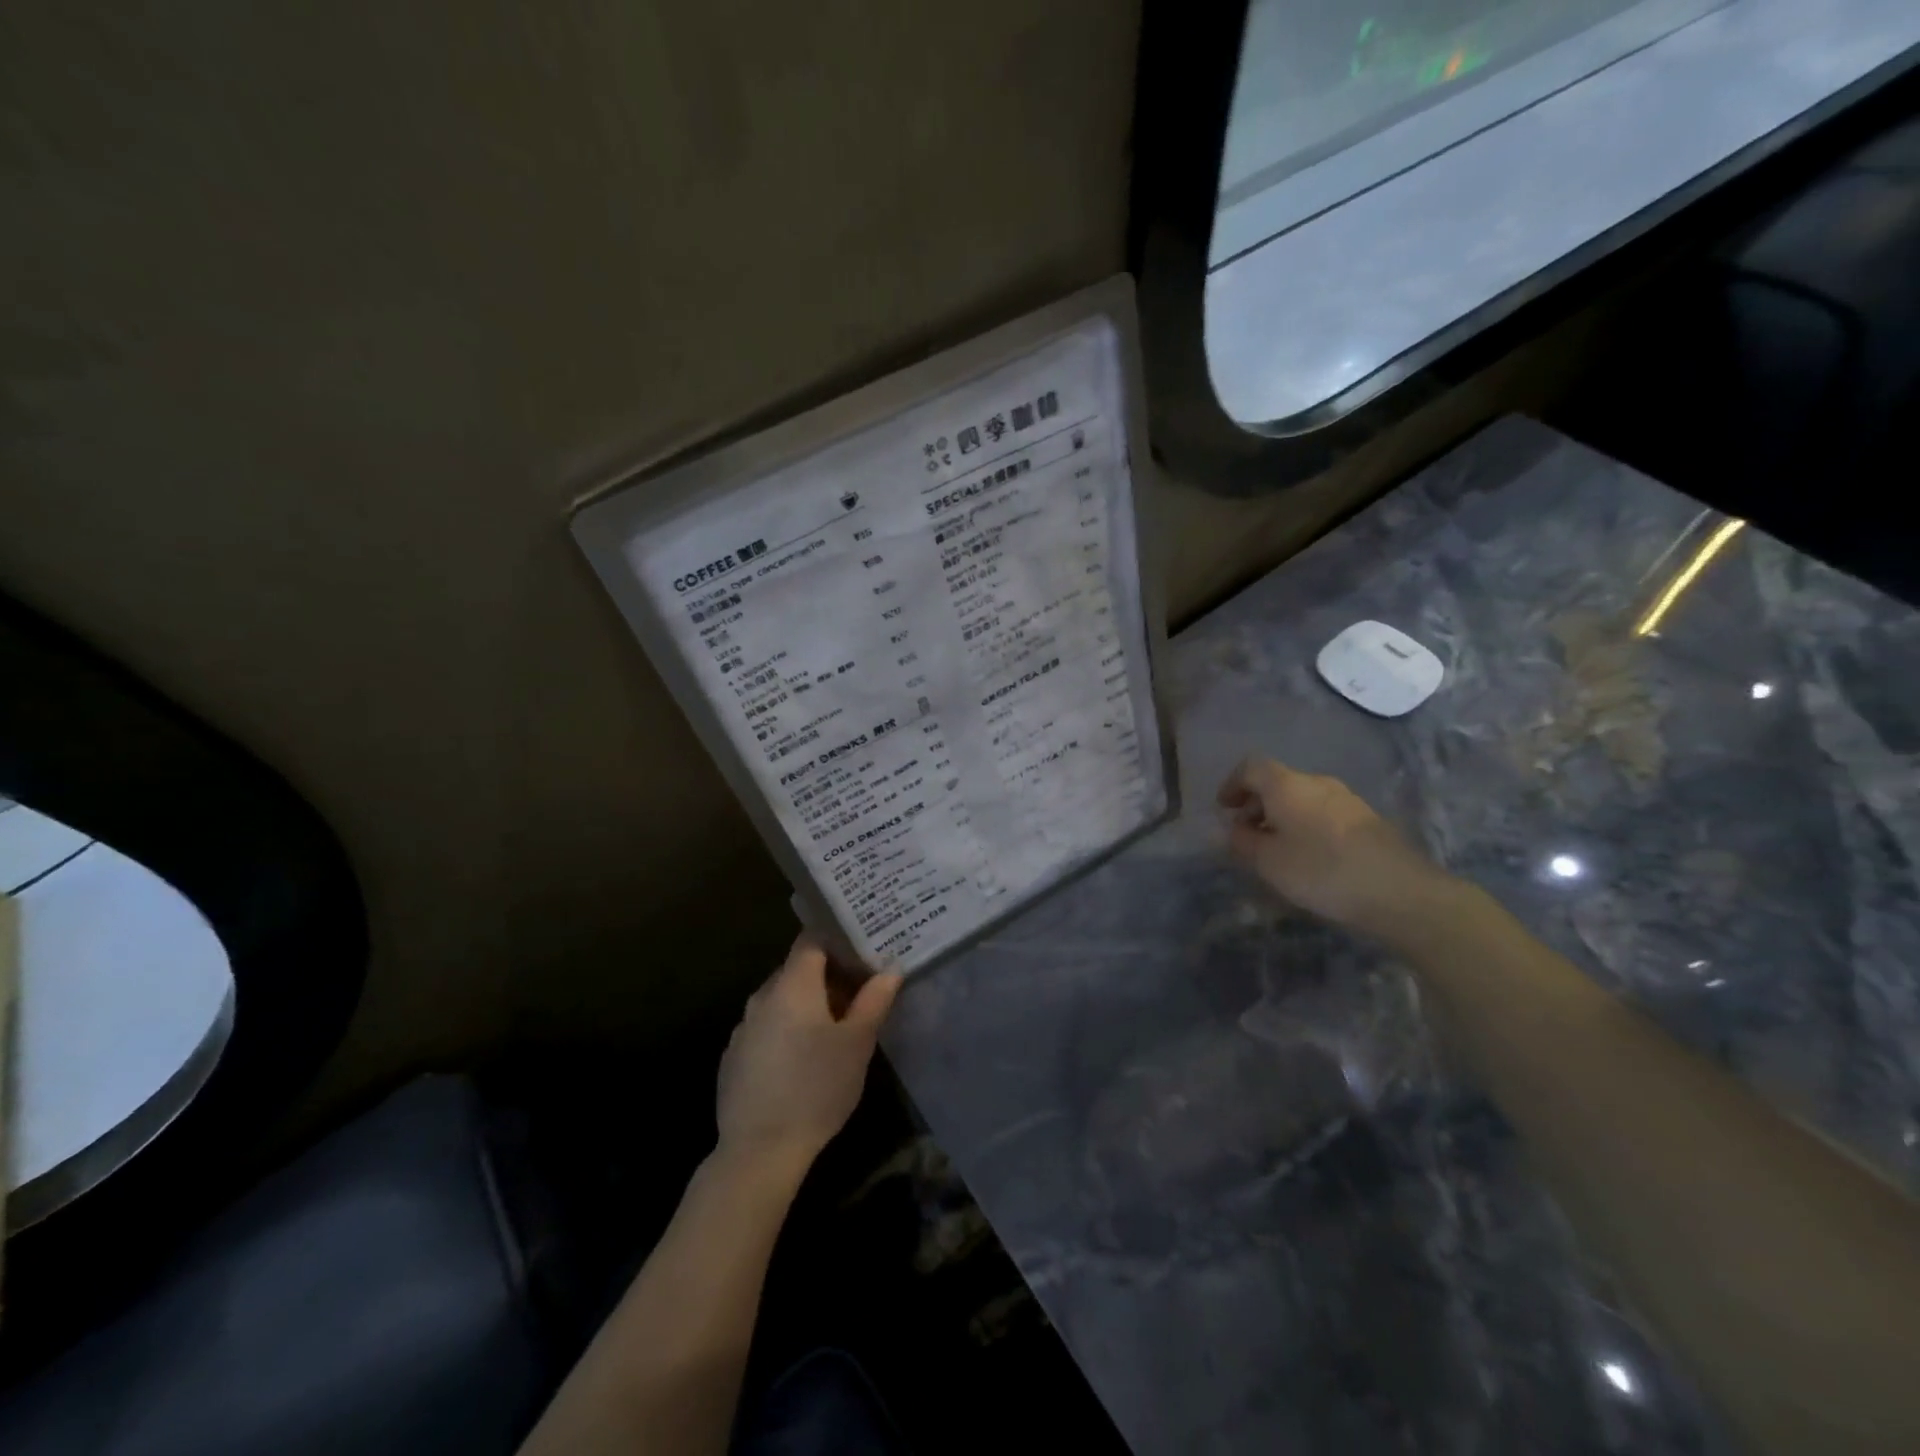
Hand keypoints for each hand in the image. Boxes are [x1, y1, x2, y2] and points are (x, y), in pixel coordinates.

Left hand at [715, 934, 901, 1176]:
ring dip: (808, 1004)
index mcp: (792, 984)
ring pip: (781, 1000)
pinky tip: (804, 1058)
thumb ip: (874, 1000)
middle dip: (829, 975)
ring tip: (838, 1024)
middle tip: (861, 988)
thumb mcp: (857, 1043)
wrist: (759, 1151)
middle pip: (797, 969)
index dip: (837, 937)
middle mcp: (762, 996)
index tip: (862, 946)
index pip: (812, 939)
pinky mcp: (734, 1057)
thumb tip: (890, 967)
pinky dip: (787, 1029)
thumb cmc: (817, 1087)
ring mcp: (743, 1027)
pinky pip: (766, 1027)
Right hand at [1217, 757, 1449, 935]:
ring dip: (1282, 815)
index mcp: (1287, 785)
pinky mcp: (1367, 819)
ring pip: (1302, 797)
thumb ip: (1242, 842)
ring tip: (1276, 848)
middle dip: (1256, 803)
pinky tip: (1309, 856)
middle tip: (1245, 833)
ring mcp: (1346, 799)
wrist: (1400, 892)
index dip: (1232, 784)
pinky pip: (1323, 812)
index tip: (1223, 809)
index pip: (1251, 767)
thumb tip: (1231, 828)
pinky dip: (1305, 824)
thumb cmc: (1321, 870)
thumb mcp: (1268, 862)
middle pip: (1278, 781)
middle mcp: (1317, 782)